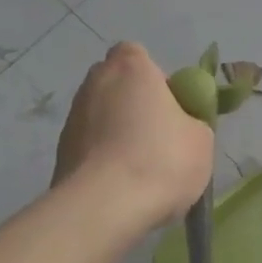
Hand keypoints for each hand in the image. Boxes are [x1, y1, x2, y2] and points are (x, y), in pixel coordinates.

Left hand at [54, 43, 214, 230]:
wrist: (104, 207)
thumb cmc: (161, 159)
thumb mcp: (201, 139)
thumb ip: (191, 120)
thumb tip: (178, 126)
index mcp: (131, 68)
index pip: (137, 54)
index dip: (154, 77)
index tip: (169, 105)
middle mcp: (95, 83)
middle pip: (116, 84)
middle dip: (133, 103)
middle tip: (157, 135)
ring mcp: (72, 118)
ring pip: (100, 117)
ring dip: (116, 133)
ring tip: (139, 168)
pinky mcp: (60, 152)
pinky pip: (89, 147)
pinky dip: (102, 158)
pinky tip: (120, 186)